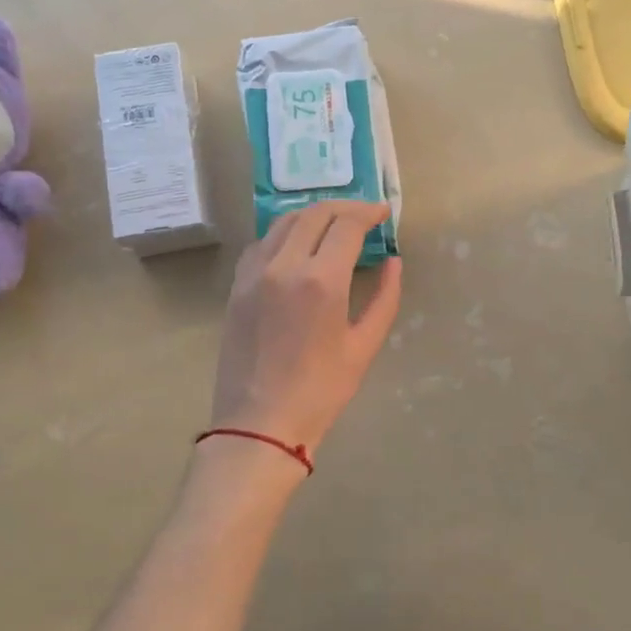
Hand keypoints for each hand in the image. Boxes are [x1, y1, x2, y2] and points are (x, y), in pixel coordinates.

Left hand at [209, 201, 401, 457]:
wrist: (260, 423)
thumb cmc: (321, 391)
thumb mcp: (363, 347)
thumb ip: (384, 298)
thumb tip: (393, 262)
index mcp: (320, 281)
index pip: (346, 225)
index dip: (369, 213)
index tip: (384, 213)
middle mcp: (283, 265)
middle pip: (315, 214)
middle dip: (344, 207)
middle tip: (364, 216)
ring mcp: (254, 274)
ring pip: (284, 222)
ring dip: (314, 215)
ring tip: (335, 224)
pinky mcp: (237, 286)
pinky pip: (262, 243)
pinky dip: (285, 234)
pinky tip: (299, 246)